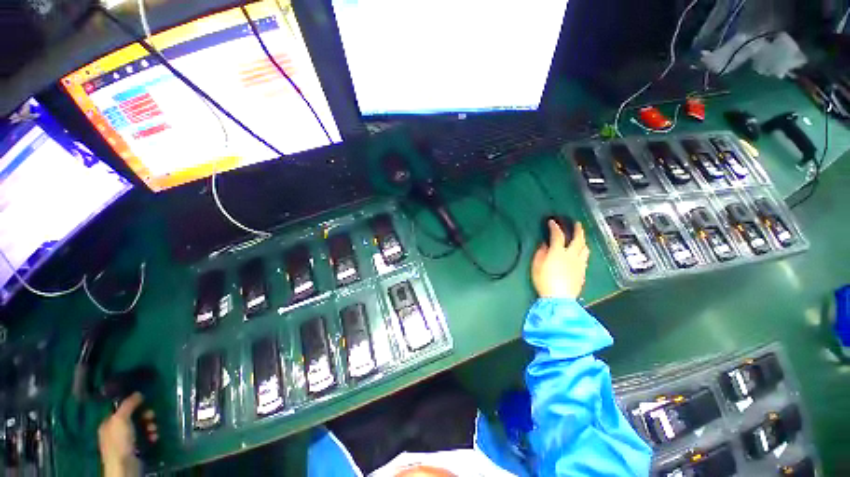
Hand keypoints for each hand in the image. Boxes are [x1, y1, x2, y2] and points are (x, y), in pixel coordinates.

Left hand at [99, 392, 157, 476]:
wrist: (124, 465)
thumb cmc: (119, 440)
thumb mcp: (121, 419)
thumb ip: (128, 405)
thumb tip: (138, 393)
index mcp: (108, 423)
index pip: (121, 410)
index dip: (133, 405)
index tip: (144, 403)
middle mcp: (115, 431)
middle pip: (133, 418)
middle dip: (145, 416)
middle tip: (152, 417)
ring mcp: (125, 441)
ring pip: (141, 428)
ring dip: (150, 426)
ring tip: (154, 430)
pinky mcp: (135, 448)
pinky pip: (145, 438)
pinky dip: (151, 436)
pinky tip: (154, 437)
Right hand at [532, 220, 589, 298]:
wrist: (559, 298)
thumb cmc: (544, 281)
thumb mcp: (536, 265)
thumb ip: (540, 252)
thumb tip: (544, 244)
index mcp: (558, 252)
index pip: (558, 235)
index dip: (555, 227)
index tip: (552, 222)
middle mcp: (572, 255)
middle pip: (578, 239)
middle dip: (578, 229)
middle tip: (577, 223)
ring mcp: (580, 263)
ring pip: (585, 248)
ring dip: (583, 240)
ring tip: (580, 238)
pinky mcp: (583, 272)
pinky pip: (585, 257)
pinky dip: (583, 251)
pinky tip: (580, 253)